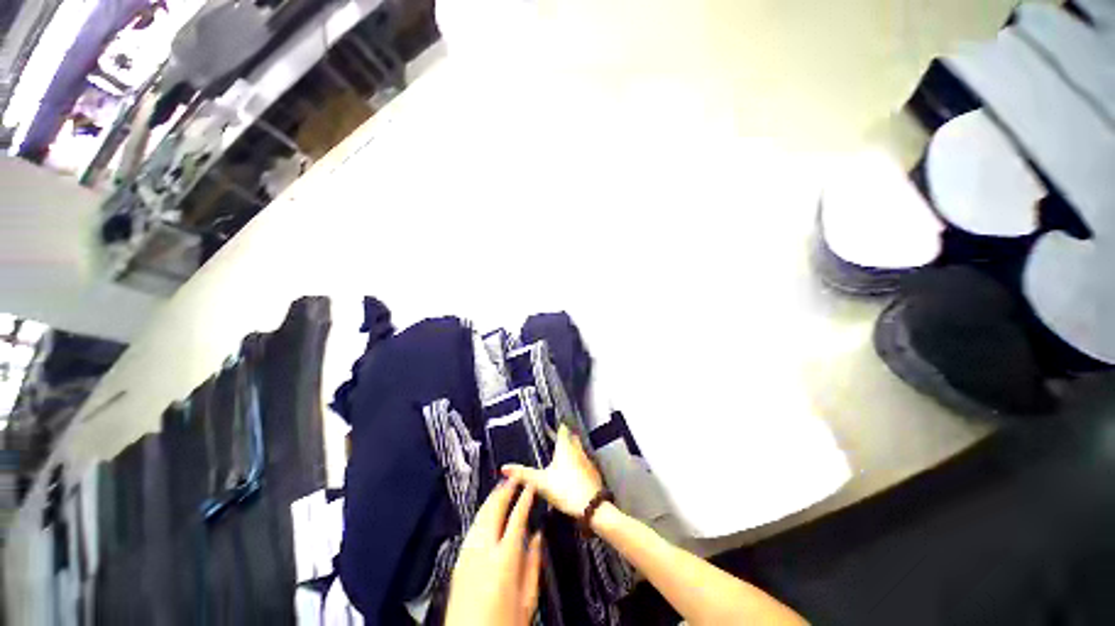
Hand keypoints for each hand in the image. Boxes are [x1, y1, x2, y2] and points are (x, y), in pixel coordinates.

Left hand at [445, 479, 542, 625]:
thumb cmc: (504, 625)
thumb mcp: (528, 599)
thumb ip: (533, 563)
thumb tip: (537, 536)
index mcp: (505, 558)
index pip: (517, 516)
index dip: (525, 498)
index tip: (530, 485)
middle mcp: (483, 550)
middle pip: (494, 510)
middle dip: (505, 490)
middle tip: (514, 477)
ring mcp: (467, 554)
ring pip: (480, 516)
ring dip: (491, 499)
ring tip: (501, 488)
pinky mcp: (458, 562)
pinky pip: (472, 529)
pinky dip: (481, 515)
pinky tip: (486, 513)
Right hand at [502, 424, 602, 517]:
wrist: (592, 506)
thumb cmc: (566, 489)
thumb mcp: (541, 482)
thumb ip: (523, 474)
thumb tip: (504, 467)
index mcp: (565, 447)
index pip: (562, 429)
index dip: (557, 426)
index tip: (551, 424)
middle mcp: (577, 449)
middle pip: (571, 437)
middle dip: (565, 436)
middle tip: (556, 438)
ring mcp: (587, 460)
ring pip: (578, 448)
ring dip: (571, 448)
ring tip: (562, 454)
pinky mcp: (593, 471)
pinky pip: (583, 460)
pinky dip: (577, 461)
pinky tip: (572, 471)